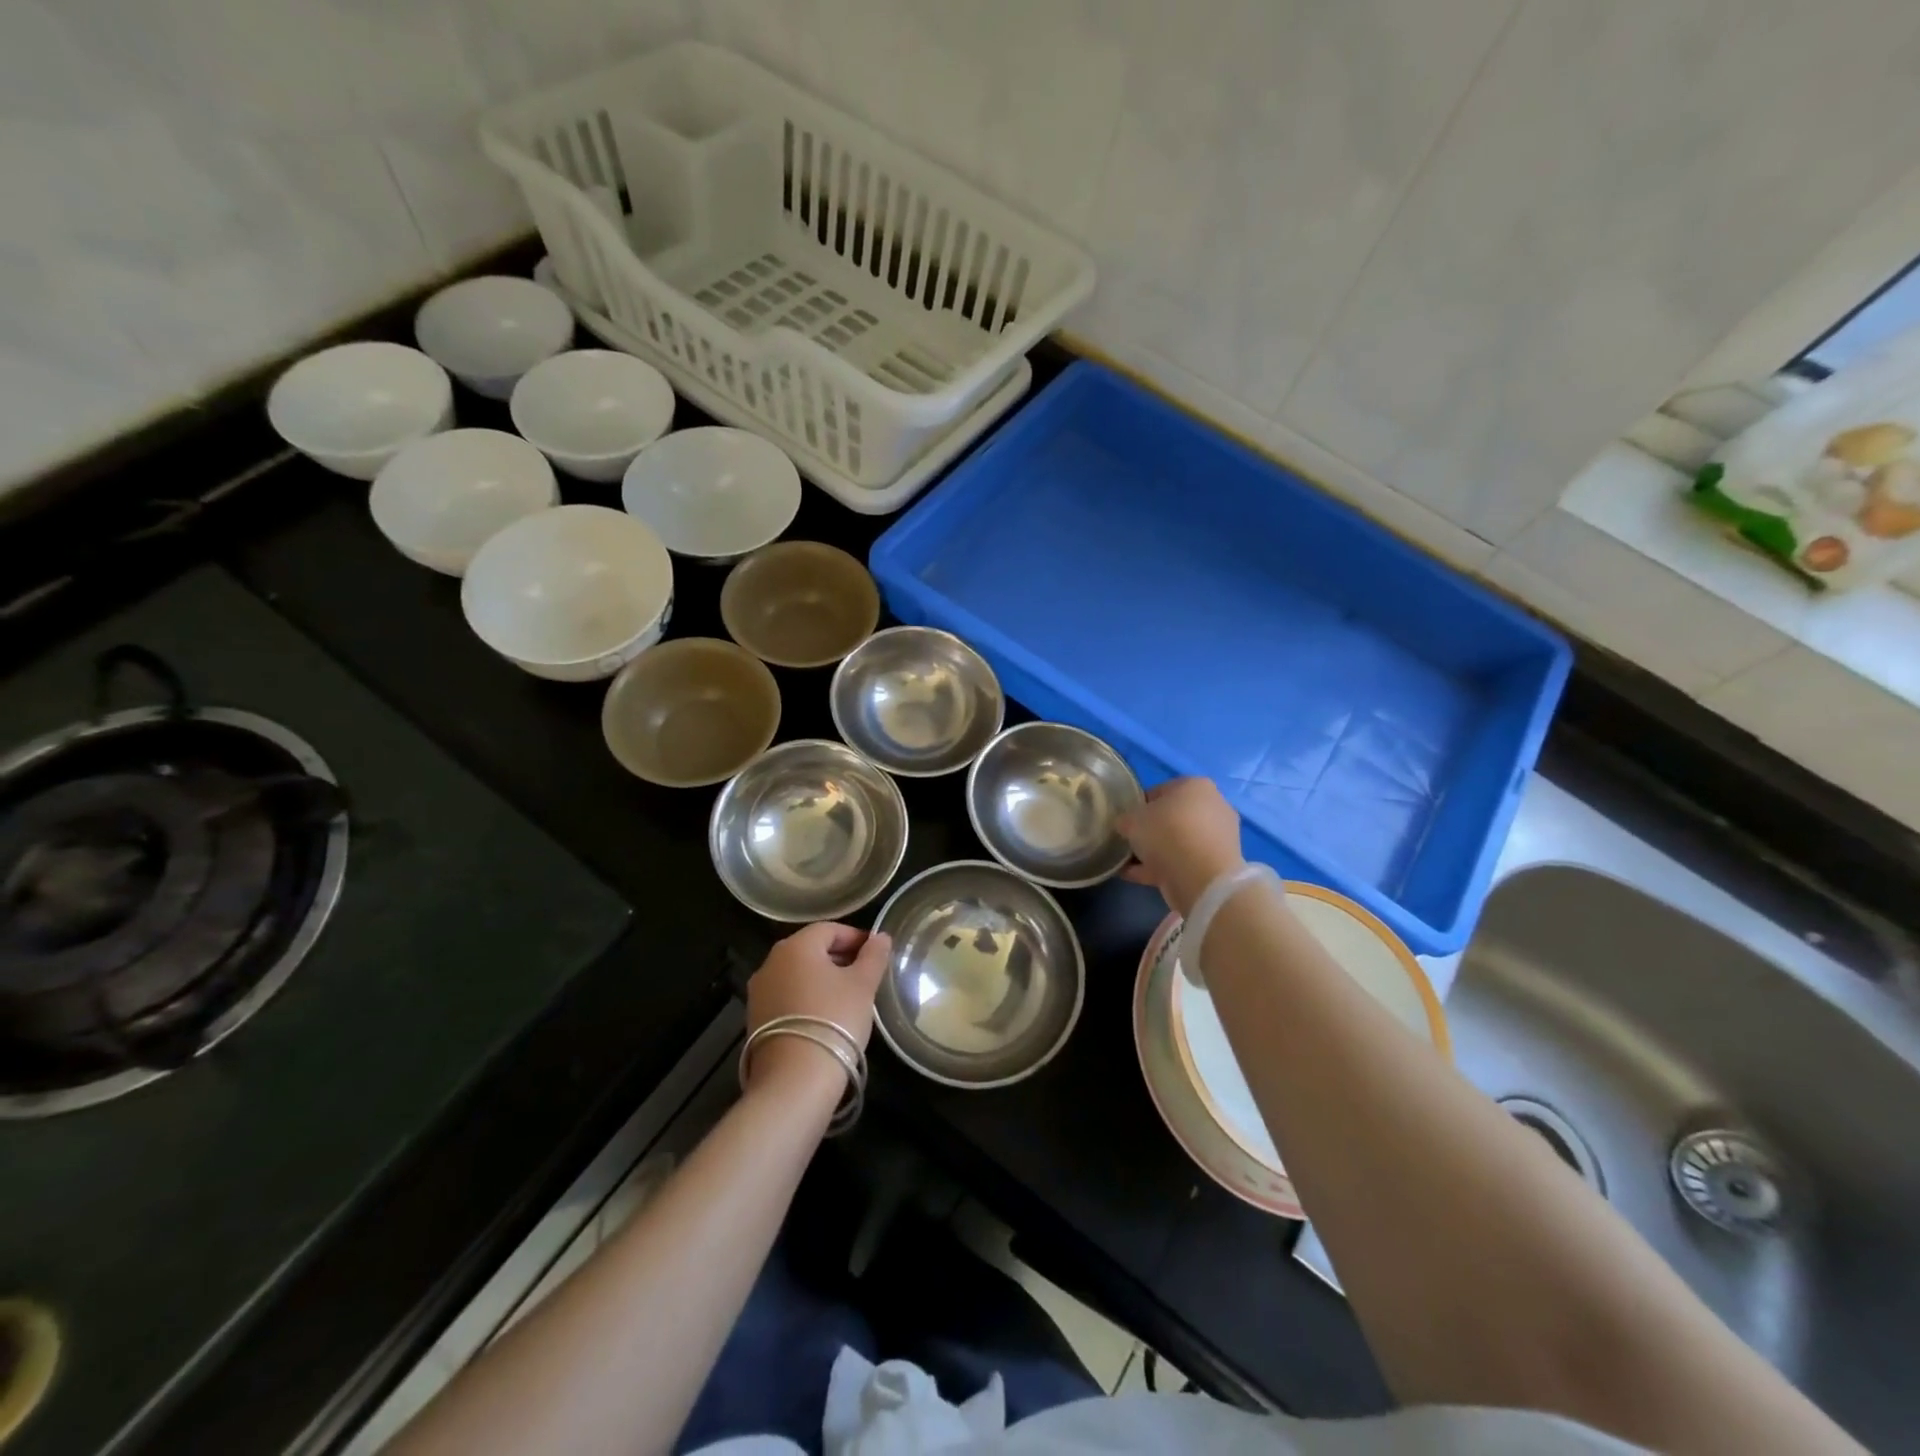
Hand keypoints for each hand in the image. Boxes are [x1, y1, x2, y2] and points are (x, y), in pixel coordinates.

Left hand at [743, 923, 891, 1093]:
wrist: (794, 1079)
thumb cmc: (834, 1019)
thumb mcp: (863, 985)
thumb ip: (873, 956)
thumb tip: (880, 937)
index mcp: (796, 946)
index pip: (829, 929)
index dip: (855, 937)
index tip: (875, 953)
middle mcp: (771, 962)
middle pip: (810, 949)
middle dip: (839, 957)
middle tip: (865, 975)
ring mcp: (759, 991)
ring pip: (797, 974)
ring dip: (822, 978)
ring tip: (847, 997)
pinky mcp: (755, 1018)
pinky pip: (786, 996)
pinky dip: (806, 998)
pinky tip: (825, 1017)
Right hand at [1118, 777, 1244, 918]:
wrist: (1201, 878)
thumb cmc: (1167, 834)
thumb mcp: (1132, 820)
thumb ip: (1125, 820)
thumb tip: (1124, 825)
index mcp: (1195, 786)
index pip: (1160, 791)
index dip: (1138, 806)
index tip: (1126, 821)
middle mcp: (1212, 806)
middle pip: (1171, 817)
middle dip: (1150, 830)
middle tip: (1129, 842)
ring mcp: (1218, 837)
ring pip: (1178, 841)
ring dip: (1155, 851)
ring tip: (1128, 864)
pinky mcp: (1216, 864)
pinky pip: (1182, 861)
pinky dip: (1161, 868)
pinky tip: (1136, 876)